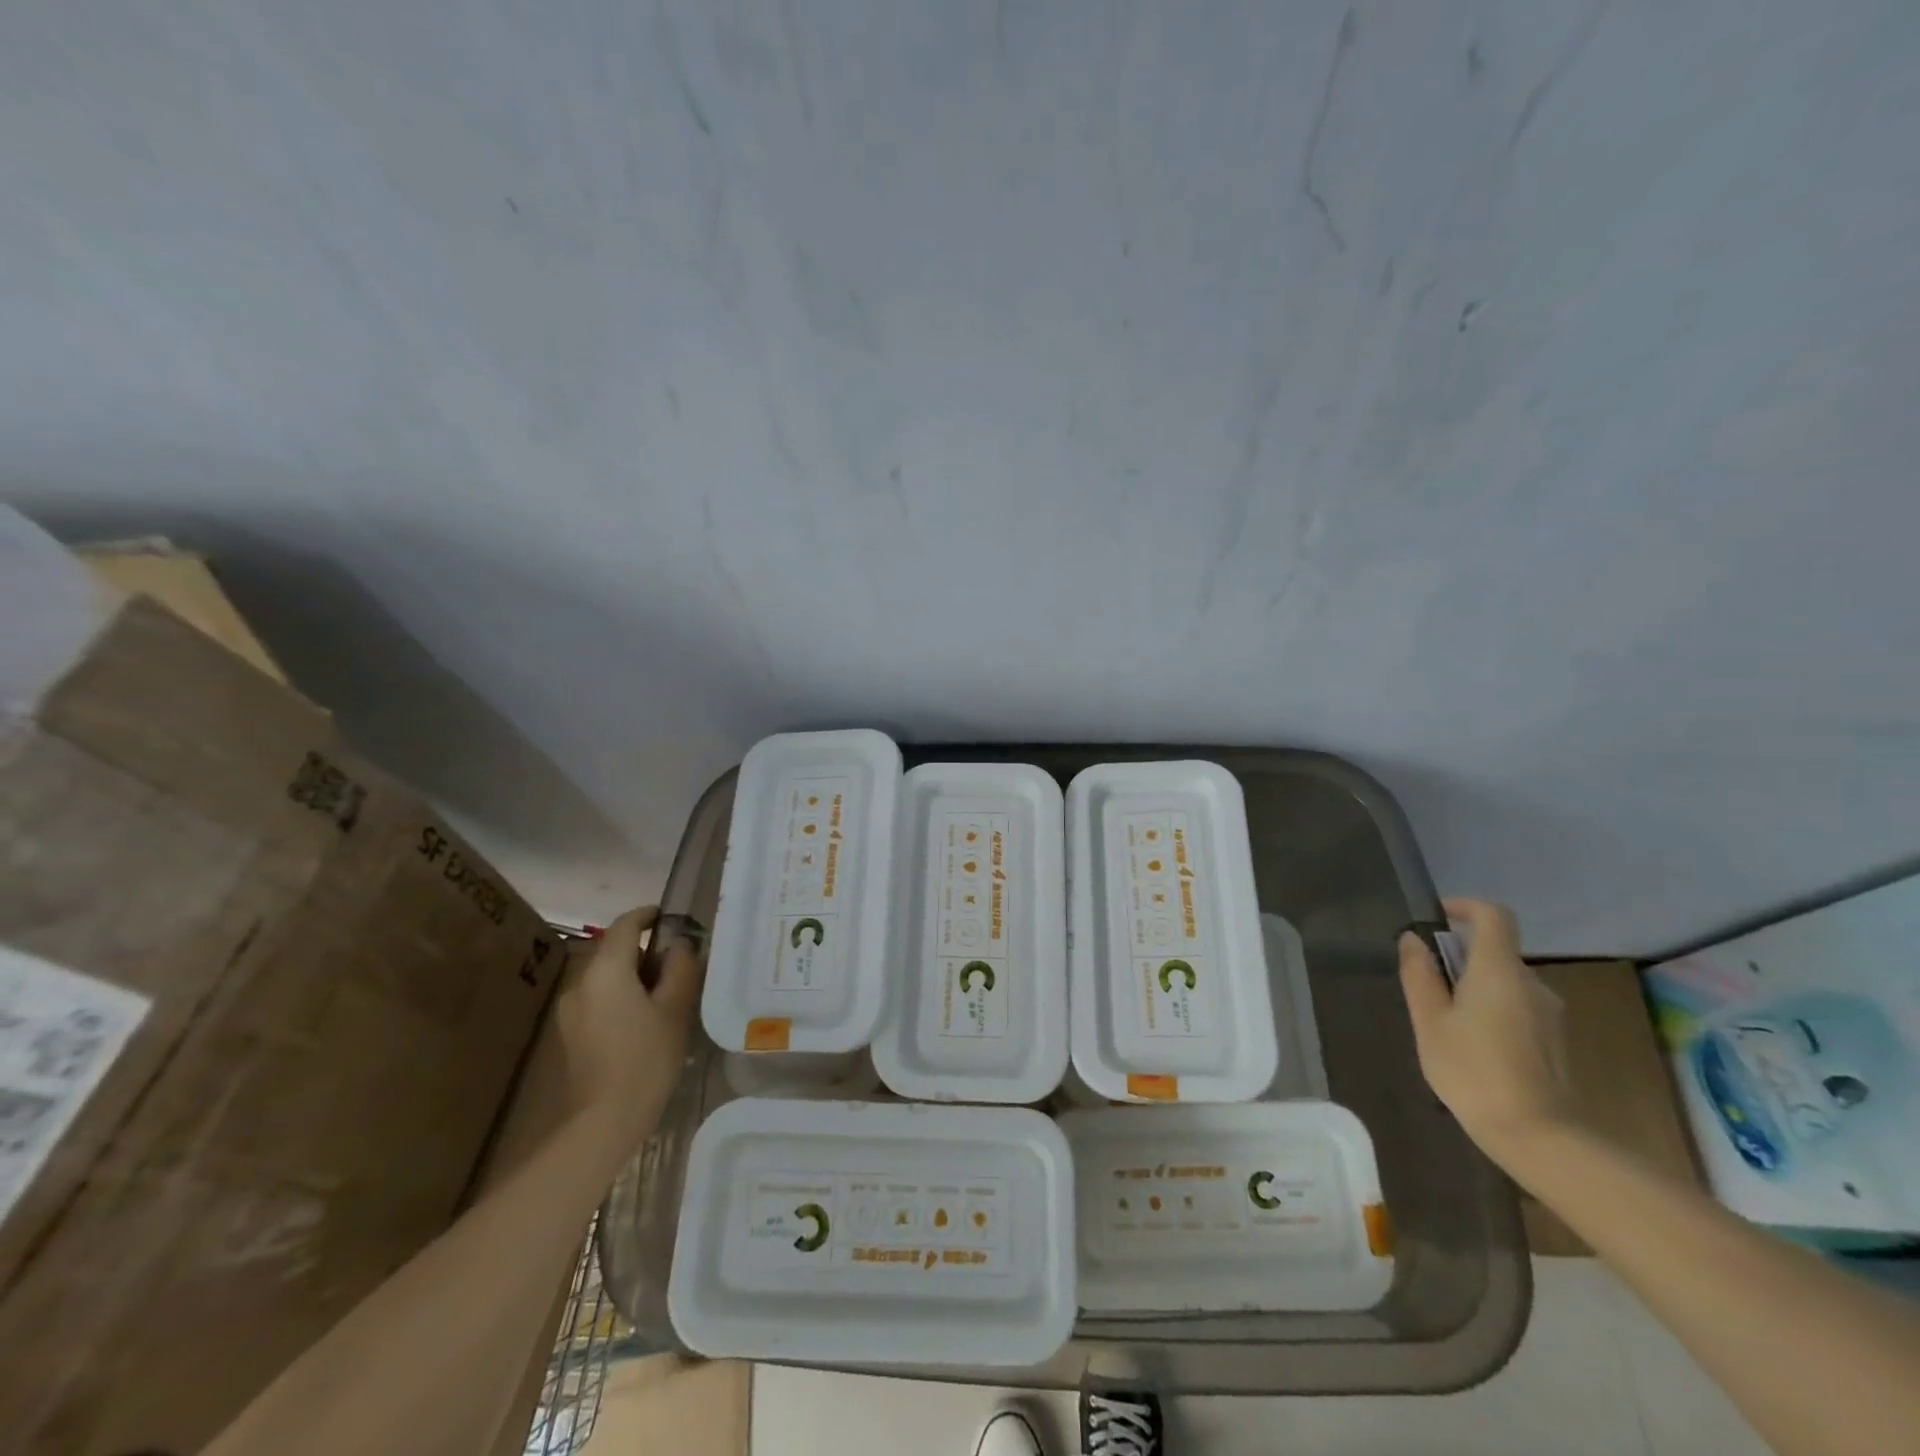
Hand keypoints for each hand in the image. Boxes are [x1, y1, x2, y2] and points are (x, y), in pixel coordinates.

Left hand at [552, 906, 703, 1144]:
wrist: (604, 1120)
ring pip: (605, 975)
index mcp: (606, 970)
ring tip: (664, 992)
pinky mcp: (569, 1032)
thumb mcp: (675, 1008)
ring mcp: (570, 1009)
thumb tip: (679, 946)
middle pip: (613, 950)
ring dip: (632, 973)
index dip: (649, 915)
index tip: (671, 918)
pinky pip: (598, 997)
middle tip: (678, 962)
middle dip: (644, 948)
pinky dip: (620, 994)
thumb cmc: (646, 1058)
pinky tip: (642, 1018)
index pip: (626, 924)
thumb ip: (680, 968)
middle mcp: (581, 982)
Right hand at [1398, 897, 1578, 1165]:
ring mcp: (1550, 1014)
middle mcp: (1532, 983)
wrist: (1541, 1138)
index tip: (1436, 919)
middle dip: (1459, 958)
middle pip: (1495, 952)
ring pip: (1505, 983)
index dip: (1465, 907)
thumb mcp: (1430, 1022)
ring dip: (1474, 988)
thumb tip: (1412, 940)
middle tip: (1426, 987)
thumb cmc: (1474, 1071)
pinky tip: (1473, 1048)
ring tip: (1445, 1024)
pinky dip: (1492, 1011)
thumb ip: (1420, 975)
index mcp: (1500, 970)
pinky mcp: (1555, 1041)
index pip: (1494, 915)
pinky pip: (1517, 1008)